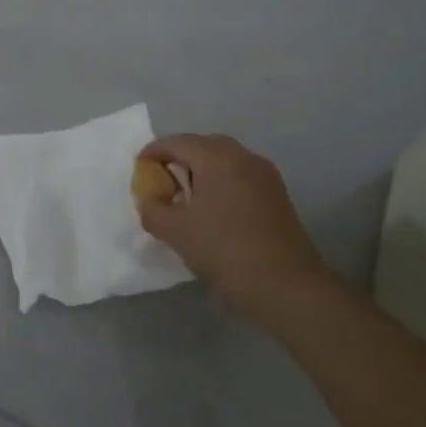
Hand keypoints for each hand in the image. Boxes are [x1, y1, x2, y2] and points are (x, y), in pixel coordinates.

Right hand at [137, 134, 335, 317]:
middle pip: (204, 144)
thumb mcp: (175, 232)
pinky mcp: (277, 194)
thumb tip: (150, 200)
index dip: (154, 152)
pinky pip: (241, 174)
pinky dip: (222, 180)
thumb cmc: (224, 250)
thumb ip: (152, 209)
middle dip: (180, 157)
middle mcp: (243, 157)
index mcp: (217, 158)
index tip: (140, 167)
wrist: (285, 284)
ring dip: (202, 169)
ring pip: (225, 159)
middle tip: (163, 178)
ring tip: (187, 194)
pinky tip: (214, 207)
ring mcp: (265, 174)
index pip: (178, 142)